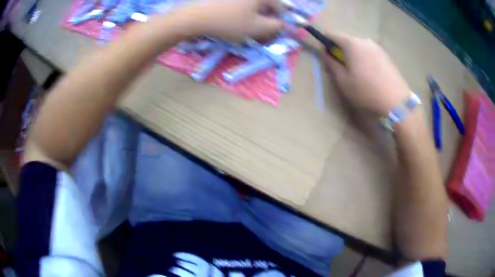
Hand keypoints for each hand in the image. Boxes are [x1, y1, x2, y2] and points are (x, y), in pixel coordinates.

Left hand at [173, 0, 283, 40]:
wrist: (196, 17)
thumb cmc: (229, 22)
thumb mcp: (257, 28)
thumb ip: (276, 26)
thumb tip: (282, 24)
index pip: (280, 6)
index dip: (281, 19)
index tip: (275, 30)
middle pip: (267, 4)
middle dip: (267, 17)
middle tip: (261, 29)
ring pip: (254, 5)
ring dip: (256, 15)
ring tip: (247, 25)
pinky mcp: (226, 0)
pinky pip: (242, 5)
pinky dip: (244, 12)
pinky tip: (237, 19)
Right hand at [321, 33, 410, 115]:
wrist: (396, 101)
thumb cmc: (366, 91)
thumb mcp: (343, 81)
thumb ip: (331, 64)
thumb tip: (324, 53)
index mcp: (351, 43)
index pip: (332, 35)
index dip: (325, 42)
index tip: (326, 54)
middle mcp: (364, 40)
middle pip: (347, 40)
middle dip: (341, 50)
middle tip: (342, 66)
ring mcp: (377, 47)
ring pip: (359, 46)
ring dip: (354, 55)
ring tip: (357, 72)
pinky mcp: (386, 55)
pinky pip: (370, 52)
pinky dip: (365, 58)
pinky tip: (370, 74)